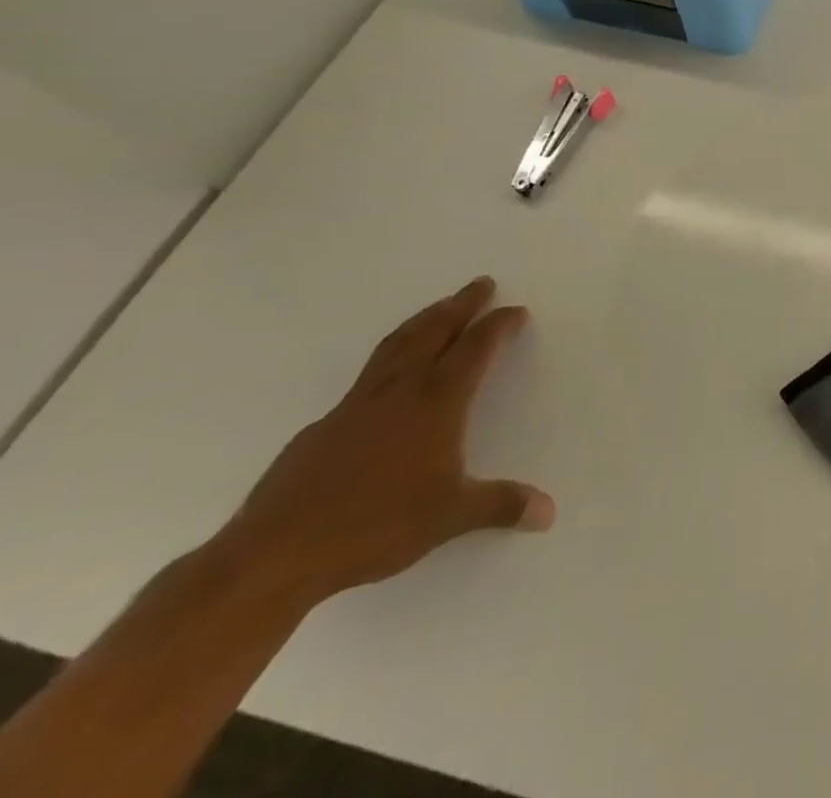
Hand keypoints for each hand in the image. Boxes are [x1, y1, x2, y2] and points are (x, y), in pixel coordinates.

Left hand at [212, 277, 553, 609]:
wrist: (273, 555)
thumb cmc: (374, 526)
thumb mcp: (450, 516)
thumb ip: (501, 505)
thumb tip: (549, 511)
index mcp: (436, 402)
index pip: (475, 349)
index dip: (498, 326)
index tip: (515, 310)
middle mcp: (399, 391)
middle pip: (433, 332)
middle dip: (460, 305)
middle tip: (481, 283)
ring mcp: (356, 406)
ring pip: (396, 345)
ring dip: (423, 320)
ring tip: (439, 307)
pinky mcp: (323, 427)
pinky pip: (367, 376)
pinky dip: (389, 358)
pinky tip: (389, 376)